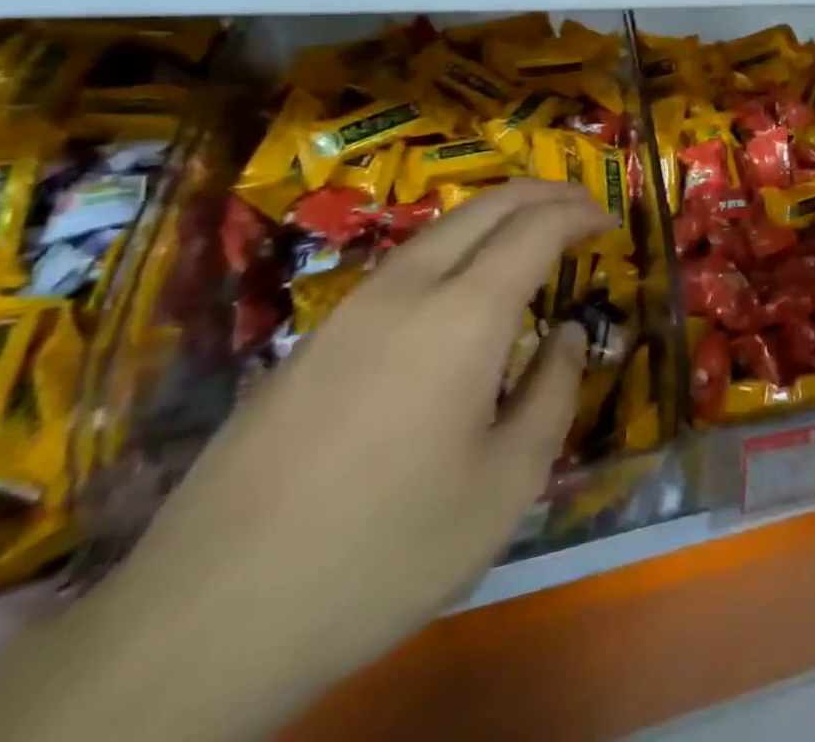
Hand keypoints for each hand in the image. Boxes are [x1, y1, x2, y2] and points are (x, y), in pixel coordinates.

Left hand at [0, 180, 613, 741]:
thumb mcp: (506, 486)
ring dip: (496, 217)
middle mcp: (407, 290)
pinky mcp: (311, 341)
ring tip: (531, 237)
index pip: (537, 228)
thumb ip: (552, 394)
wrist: (202, 622)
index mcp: (463, 317)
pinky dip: (454, 250)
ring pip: (438, 231)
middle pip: (486, 206)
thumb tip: (565, 335)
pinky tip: (459, 294)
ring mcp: (349, 310)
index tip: (612, 220)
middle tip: (582, 206)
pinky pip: (401, 267)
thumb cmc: (385, 551)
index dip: (582, 213)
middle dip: (543, 193)